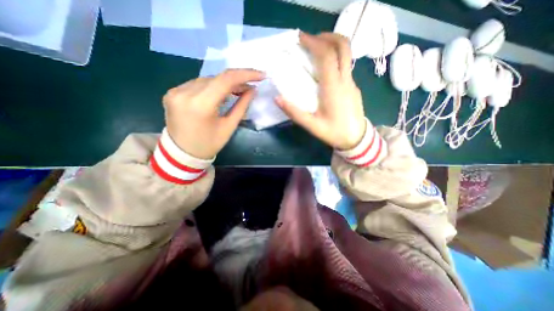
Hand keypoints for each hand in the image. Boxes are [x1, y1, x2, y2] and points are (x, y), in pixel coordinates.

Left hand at [163, 69, 264, 158]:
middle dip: (237, 80)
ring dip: (224, 83)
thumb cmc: (209, 144)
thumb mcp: (229, 127)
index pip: (226, 80)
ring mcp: (175, 91)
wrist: (182, 153)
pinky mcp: (172, 92)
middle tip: (250, 86)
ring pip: (207, 79)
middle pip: (217, 78)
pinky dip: (212, 86)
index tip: (260, 75)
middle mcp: (185, 93)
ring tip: (238, 90)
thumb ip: (242, 106)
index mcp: (201, 105)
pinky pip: (197, 84)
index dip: (246, 74)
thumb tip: (252, 90)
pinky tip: (220, 93)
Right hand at [274, 32, 366, 149]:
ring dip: (331, 46)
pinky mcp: (353, 87)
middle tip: (310, 40)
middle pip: (343, 46)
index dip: (314, 42)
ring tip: (316, 51)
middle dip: (327, 36)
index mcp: (334, 88)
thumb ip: (294, 112)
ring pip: (346, 54)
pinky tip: (324, 70)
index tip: (300, 38)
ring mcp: (352, 82)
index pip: (327, 55)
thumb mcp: (312, 126)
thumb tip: (277, 98)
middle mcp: (345, 80)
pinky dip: (334, 59)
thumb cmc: (334, 132)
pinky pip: (345, 66)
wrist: (357, 139)